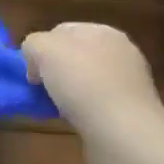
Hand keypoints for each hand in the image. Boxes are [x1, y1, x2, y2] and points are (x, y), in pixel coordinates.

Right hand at [22, 23, 163, 135]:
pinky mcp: (131, 110)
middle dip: (55, 70)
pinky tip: (76, 119)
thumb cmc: (82, 81)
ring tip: (58, 107)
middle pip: (74, 55)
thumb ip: (33, 44)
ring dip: (69, 91)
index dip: (41, 48)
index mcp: (104, 31)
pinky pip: (97, 102)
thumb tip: (37, 63)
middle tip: (42, 88)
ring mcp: (130, 82)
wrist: (122, 132)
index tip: (32, 71)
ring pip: (85, 80)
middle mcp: (121, 52)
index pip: (61, 31)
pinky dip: (83, 109)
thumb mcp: (42, 48)